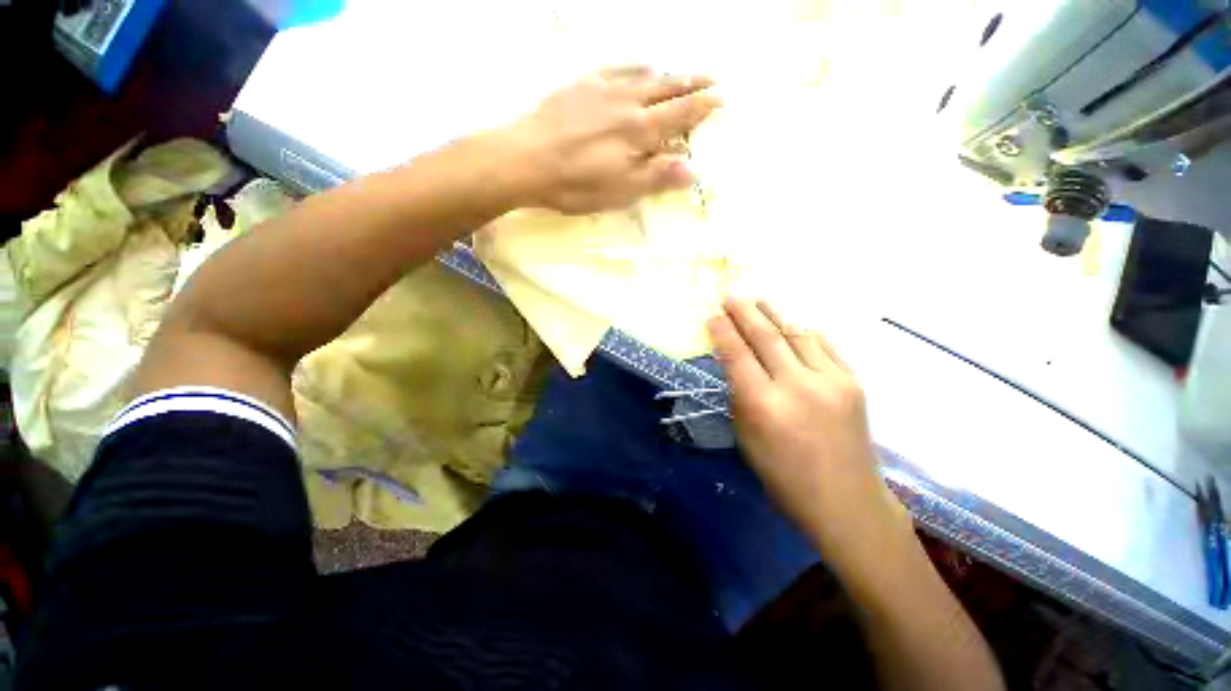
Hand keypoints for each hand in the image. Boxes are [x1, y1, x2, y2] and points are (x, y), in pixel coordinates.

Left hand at [507, 66, 720, 213]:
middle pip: (666, 88)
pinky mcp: (582, 85)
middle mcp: (627, 103)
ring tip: (682, 72)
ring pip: (644, 75)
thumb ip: (656, 177)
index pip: (679, 115)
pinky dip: (635, 66)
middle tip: (711, 78)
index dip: (701, 107)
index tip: (720, 99)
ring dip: (668, 73)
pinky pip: (616, 69)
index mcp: (639, 131)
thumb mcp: (620, 191)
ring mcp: (603, 89)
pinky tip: (640, 66)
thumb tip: (692, 170)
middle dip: (692, 83)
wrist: (526, 159)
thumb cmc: (576, 183)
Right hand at [708, 299, 906, 556]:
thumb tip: (738, 365)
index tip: (712, 316)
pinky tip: (792, 326)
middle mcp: (798, 386)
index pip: (737, 355)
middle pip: (766, 336)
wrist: (847, 501)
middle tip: (731, 296)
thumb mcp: (746, 439)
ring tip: (758, 302)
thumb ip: (741, 397)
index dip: (722, 332)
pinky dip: (803, 331)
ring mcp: (831, 380)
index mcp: (765, 406)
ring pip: (797, 333)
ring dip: (774, 314)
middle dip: (744, 312)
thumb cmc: (784, 477)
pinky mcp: (853, 381)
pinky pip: (823, 345)